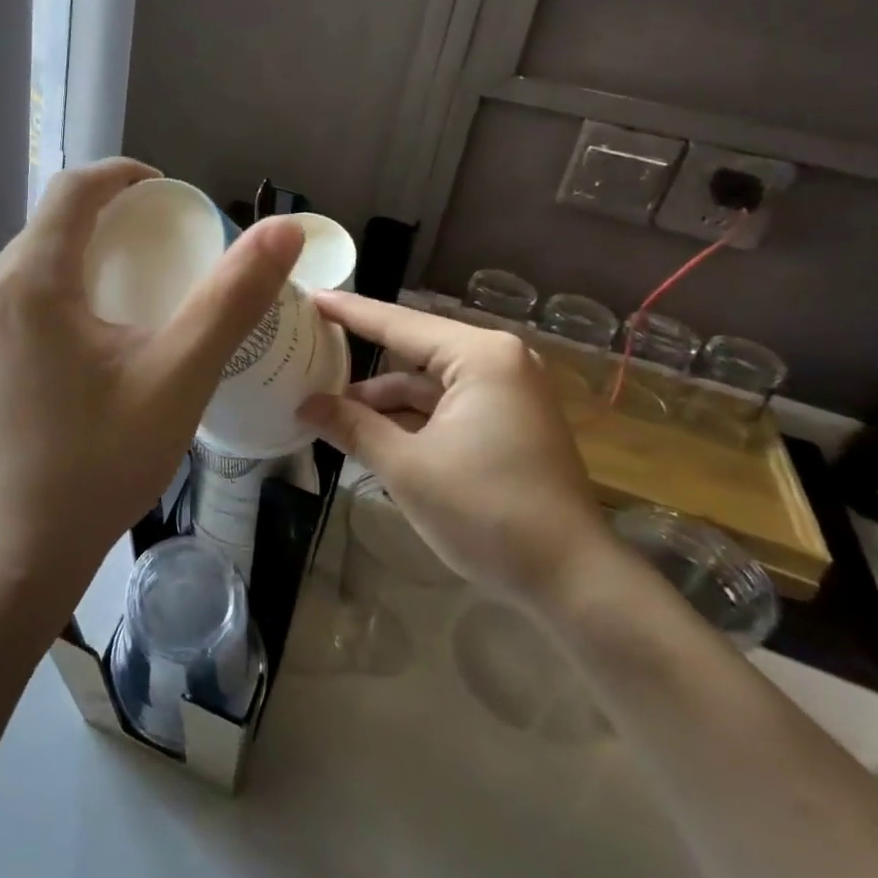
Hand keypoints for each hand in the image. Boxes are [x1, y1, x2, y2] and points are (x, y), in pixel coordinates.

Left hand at [0, 158, 301, 586]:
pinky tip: (85, 336)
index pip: (73, 189)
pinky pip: (13, 302)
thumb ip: (232, 296)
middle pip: (50, 227)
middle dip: (107, 221)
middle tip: (162, 245)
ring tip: (131, 288)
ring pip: (30, 265)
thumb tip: (283, 229)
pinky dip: (55, 294)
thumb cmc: (103, 458)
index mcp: (28, 280)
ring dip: (80, 259)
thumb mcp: (179, 373)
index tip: (167, 191)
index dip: (122, 175)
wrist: (22, 548)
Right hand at [300, 292, 610, 598]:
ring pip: (428, 383)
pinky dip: (410, 418)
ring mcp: (508, 392)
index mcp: (480, 357)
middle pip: (413, 350)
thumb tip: (304, 405)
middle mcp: (499, 362)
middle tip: (310, 351)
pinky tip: (370, 432)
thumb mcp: (407, 468)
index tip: (309, 297)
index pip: (398, 324)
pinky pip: (447, 405)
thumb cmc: (487, 513)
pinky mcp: (510, 422)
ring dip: (383, 400)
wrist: (573, 581)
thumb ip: (352, 427)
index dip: (349, 312)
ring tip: (328, 409)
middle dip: (362, 359)